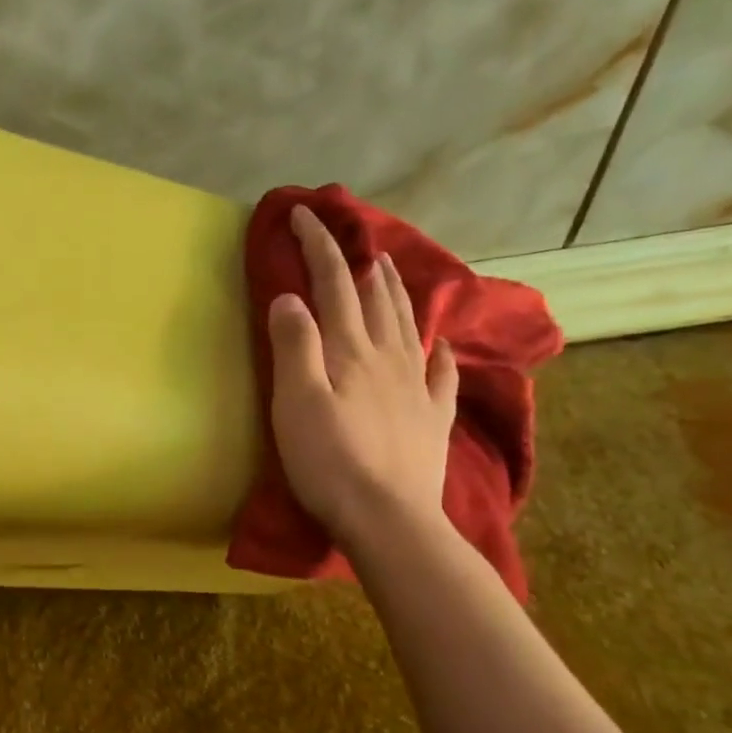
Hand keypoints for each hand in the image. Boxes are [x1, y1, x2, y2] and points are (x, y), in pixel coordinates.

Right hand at [267, 205, 457, 543]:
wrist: (388, 519)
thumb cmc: (329, 461)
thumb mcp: (297, 401)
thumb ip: (293, 345)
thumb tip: (290, 297)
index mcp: (350, 350)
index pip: (333, 284)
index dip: (318, 246)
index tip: (303, 213)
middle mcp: (387, 358)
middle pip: (374, 298)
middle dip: (357, 261)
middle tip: (350, 236)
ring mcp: (414, 388)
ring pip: (407, 326)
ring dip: (395, 292)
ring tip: (388, 268)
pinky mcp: (429, 419)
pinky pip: (440, 375)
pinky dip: (440, 352)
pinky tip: (442, 343)